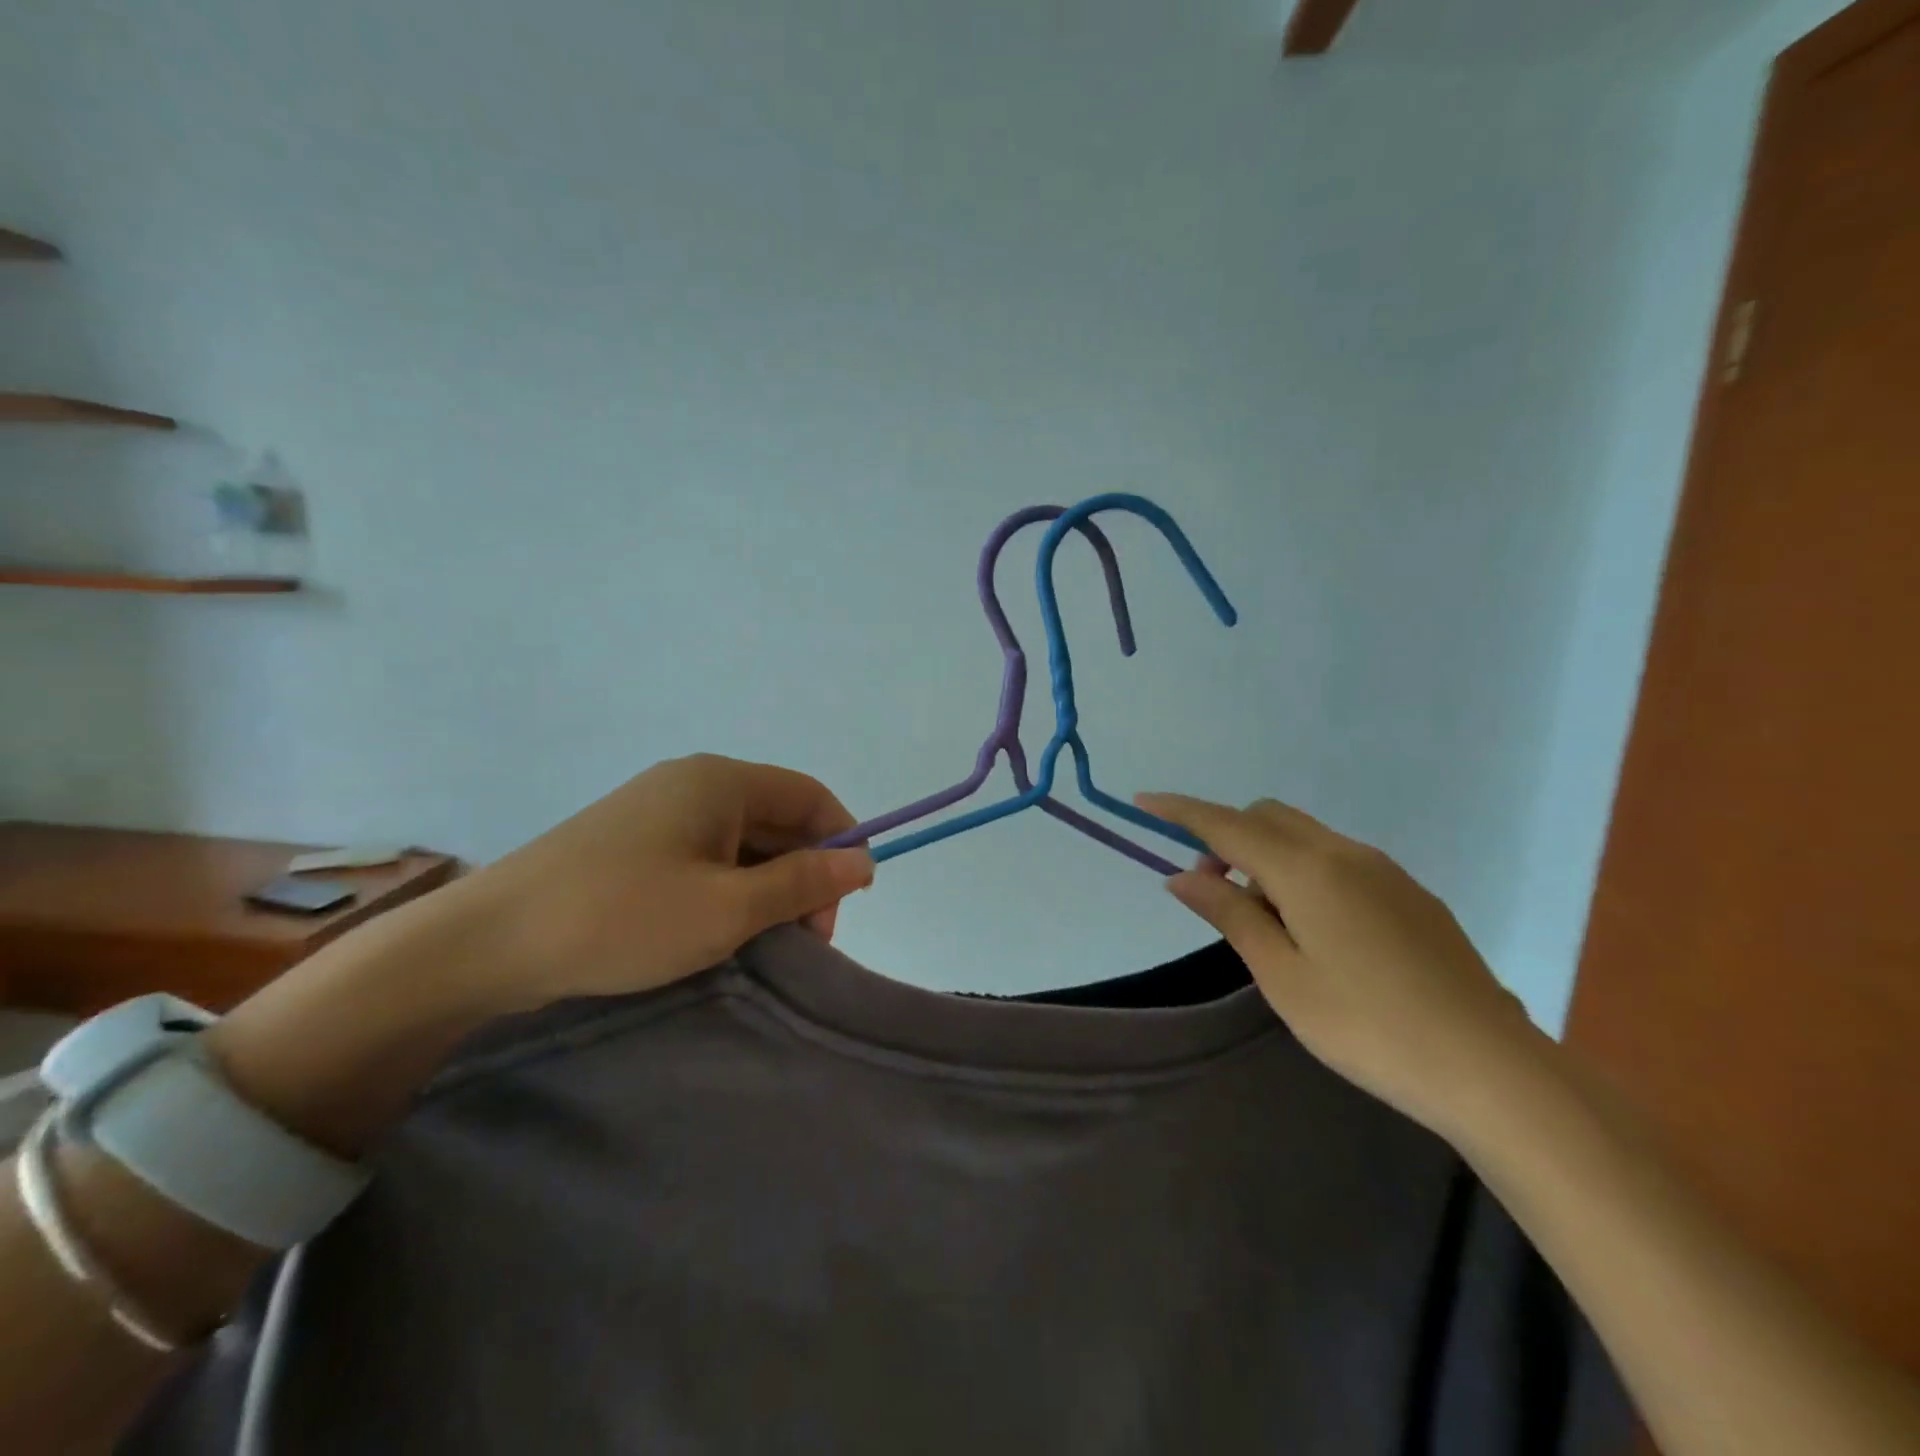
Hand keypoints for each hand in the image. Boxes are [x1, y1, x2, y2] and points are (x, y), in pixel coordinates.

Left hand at [455, 754, 875, 1011]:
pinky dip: (725, 889)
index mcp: (721, 780)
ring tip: (759, 944)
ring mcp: (656, 809)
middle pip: (777, 818)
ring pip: (740, 842)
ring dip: (765, 888)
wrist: (486, 944)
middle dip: (802, 875)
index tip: (846, 904)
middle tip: (801, 941)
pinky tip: (716, 932)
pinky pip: (702, 855)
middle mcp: (692, 782)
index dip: (841, 842)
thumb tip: (862, 862)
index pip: (810, 797)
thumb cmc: (623, 918)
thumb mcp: (728, 908)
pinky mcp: (630, 841)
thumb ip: (803, 882)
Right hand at [1136, 792, 1544, 1138]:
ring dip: (1266, 857)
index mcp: (1308, 871)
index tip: (1143, 800)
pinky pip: (1339, 859)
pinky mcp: (1411, 894)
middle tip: (1212, 892)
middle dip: (1227, 837)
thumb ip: (1231, 915)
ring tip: (1265, 922)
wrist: (1492, 1069)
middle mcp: (1346, 854)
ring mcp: (1385, 871)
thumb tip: (1181, 876)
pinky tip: (1317, 931)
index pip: (1228, 825)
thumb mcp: (1283, 976)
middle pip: (1269, 817)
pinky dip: (1304, 872)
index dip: (1182, 811)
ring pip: (1305, 836)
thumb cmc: (1369, 1027)